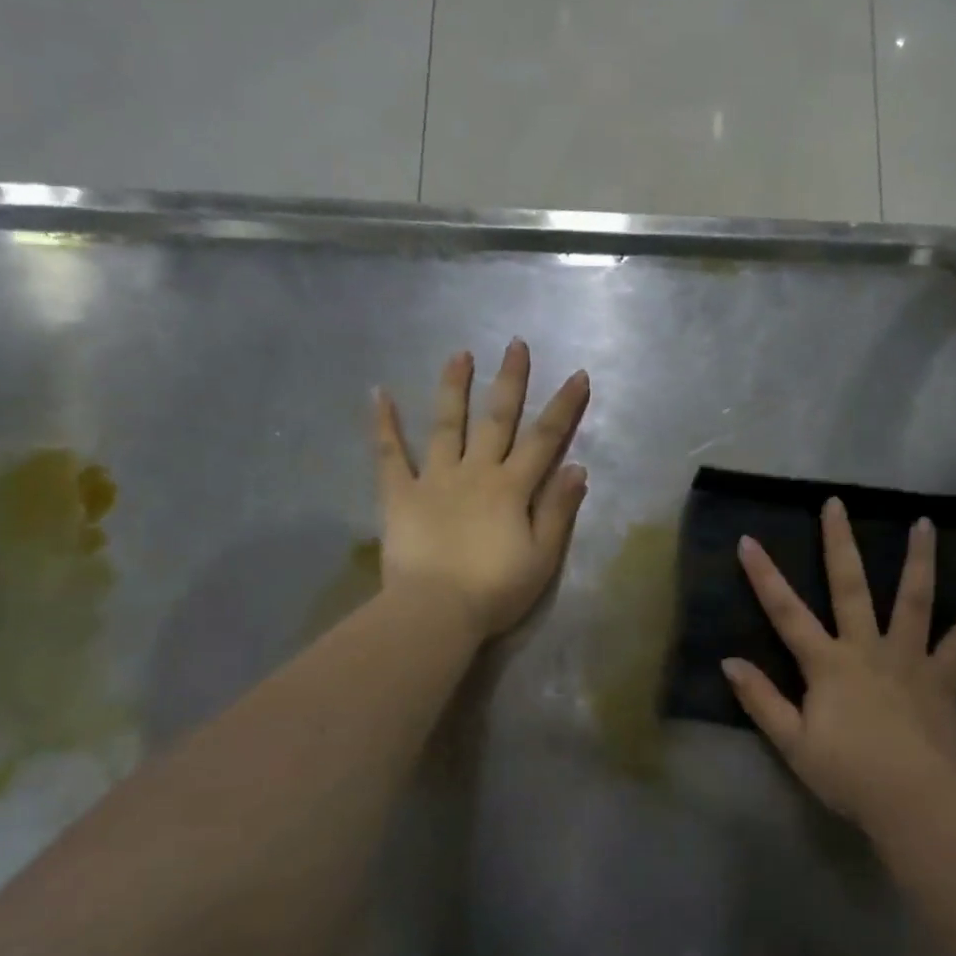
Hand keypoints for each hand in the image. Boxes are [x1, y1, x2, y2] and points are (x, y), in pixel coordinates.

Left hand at [373, 340, 590, 639]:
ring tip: (460, 353)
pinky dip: (383, 424)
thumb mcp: (542, 557)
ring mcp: (435, 479)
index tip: (578, 375)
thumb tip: (577, 467)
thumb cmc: (495, 590)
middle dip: (510, 381)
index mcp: (512, 488)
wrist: (435, 612)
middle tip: (515, 344)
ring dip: (454, 387)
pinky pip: (389, 455)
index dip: (564, 407)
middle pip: (497, 419)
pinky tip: (378, 393)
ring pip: (447, 425)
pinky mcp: (400, 495)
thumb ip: (558, 510)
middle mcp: (476, 472)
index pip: (545, 439)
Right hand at [723, 499, 955, 833]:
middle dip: (839, 544)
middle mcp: (866, 648)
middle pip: (850, 587)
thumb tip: (729, 662)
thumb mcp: (792, 742)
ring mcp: (908, 659)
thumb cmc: (846, 773)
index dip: (764, 576)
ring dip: (917, 559)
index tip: (748, 540)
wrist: (910, 799)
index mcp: (827, 664)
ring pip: (913, 600)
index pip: (786, 612)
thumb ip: (761, 700)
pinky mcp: (941, 678)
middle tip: (836, 503)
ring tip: (924, 522)